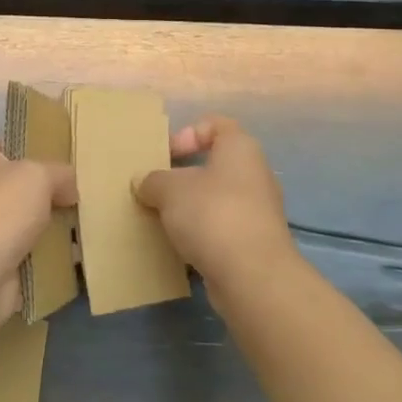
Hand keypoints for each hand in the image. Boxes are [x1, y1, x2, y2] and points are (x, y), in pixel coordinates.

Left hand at [0, 141, 76, 331]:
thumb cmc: (0, 210)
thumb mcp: (38, 175)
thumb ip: (60, 174)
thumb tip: (69, 190)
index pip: (12, 147)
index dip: (39, 149)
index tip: (70, 158)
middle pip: (26, 187)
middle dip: (54, 193)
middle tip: (87, 194)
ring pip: (33, 222)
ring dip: (57, 227)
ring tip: (90, 224)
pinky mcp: (0, 263)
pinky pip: (35, 254)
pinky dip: (53, 256)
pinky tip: (79, 254)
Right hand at [134, 116, 296, 298]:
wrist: (253, 276)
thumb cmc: (212, 214)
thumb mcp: (169, 190)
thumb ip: (152, 181)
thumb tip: (143, 182)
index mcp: (240, 148)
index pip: (215, 125)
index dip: (187, 134)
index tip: (166, 157)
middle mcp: (255, 174)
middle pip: (214, 164)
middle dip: (183, 177)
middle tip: (157, 190)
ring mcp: (258, 211)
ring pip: (217, 199)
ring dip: (191, 208)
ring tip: (163, 221)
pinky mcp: (255, 243)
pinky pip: (222, 229)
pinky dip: (202, 235)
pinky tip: (180, 248)